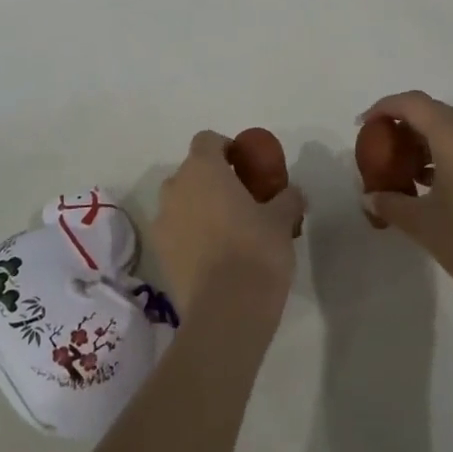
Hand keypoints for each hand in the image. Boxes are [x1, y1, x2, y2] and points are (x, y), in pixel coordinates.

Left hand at [152, 131, 306, 317]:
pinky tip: (213, 257)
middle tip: (240, 200)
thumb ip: (287, 199)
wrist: (226, 311)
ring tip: (226, 231)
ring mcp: (162, 221)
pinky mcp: (159, 255)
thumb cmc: (256, 250)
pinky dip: (189, 236)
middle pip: (191, 172)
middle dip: (211, 181)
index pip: (207, 140)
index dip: (225, 148)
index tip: (244, 166)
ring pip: (180, 202)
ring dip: (198, 208)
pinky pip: (175, 232)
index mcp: (202, 169)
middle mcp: (175, 188)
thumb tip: (294, 193)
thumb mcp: (281, 220)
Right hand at [358, 91, 452, 317]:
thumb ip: (390, 203)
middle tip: (384, 149)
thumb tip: (370, 196)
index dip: (384, 107)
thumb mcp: (422, 224)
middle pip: (434, 112)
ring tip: (411, 172)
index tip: (364, 125)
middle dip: (405, 125)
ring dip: (430, 141)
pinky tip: (442, 186)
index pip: (412, 102)